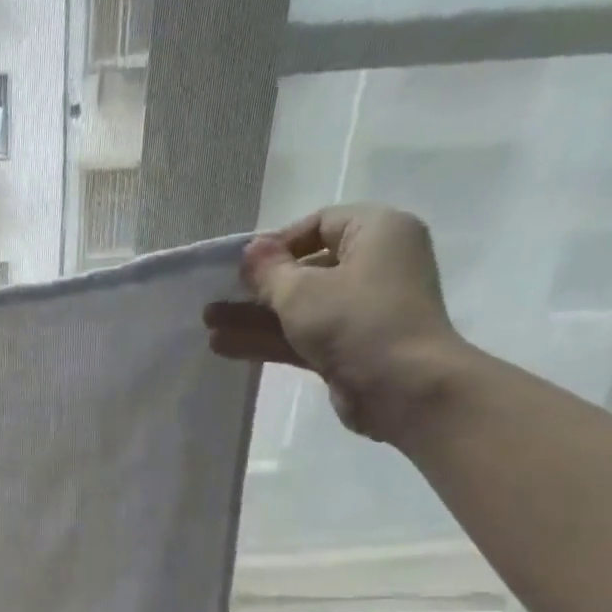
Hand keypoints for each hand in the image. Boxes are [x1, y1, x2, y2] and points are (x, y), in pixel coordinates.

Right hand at [202, 203, 479, 440]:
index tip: (243, 265)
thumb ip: (268, 271)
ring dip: (254, 317)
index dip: (278, 242)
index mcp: (377, 232)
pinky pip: (303, 335)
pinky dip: (268, 339)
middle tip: (216, 296)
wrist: (402, 388)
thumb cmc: (356, 321)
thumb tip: (250, 252)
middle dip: (257, 287)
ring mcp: (362, 310)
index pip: (320, 223)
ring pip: (299, 307)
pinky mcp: (349, 347)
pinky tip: (225, 346)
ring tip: (208, 325)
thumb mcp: (301, 291)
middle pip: (306, 269)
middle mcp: (374, 265)